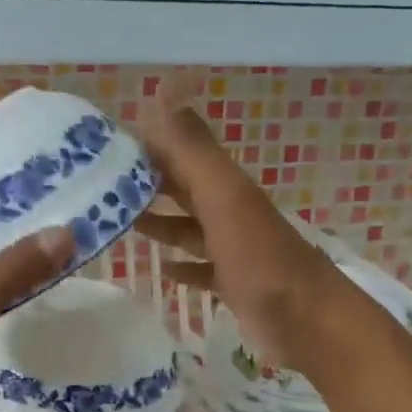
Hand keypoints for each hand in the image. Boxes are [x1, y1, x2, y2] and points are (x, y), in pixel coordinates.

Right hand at [133, 88, 338, 378]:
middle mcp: (228, 211)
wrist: (310, 322)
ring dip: (160, 222)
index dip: (146, 144)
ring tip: (121, 221)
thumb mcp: (223, 198)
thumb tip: (164, 88)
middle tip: (101, 184)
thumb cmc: (260, 258)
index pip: (179, 152)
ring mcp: (233, 249)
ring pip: (189, 227)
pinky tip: (162, 270)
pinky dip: (183, 266)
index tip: (104, 144)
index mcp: (224, 186)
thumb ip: (193, 149)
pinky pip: (202, 269)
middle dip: (148, 182)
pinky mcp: (234, 284)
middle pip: (183, 188)